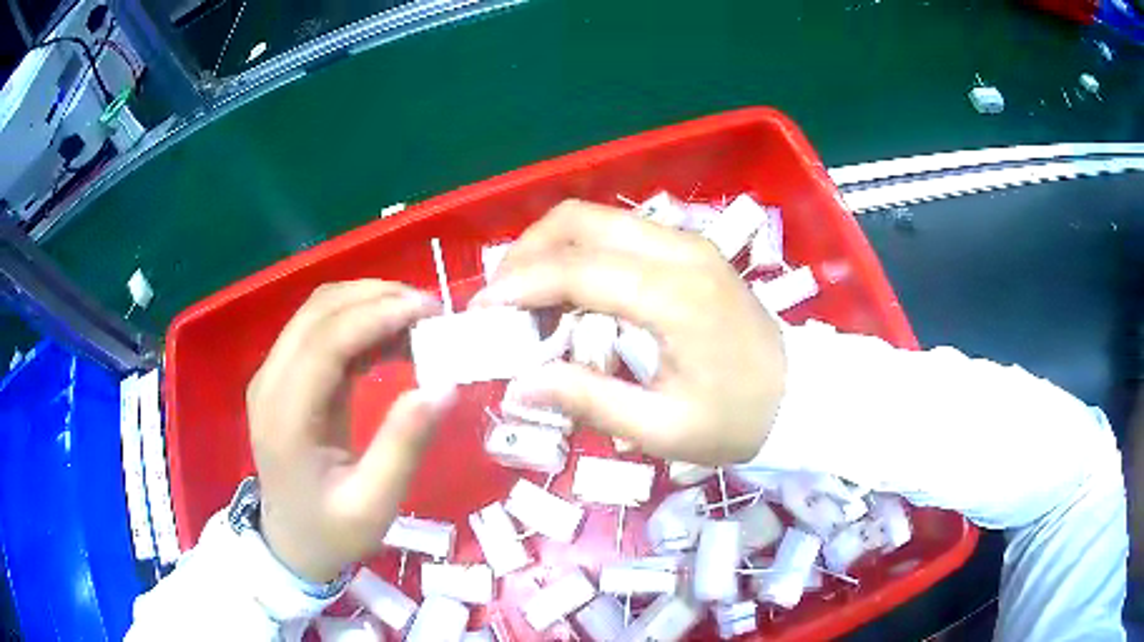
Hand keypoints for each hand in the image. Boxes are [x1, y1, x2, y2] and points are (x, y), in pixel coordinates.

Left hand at [246, 280, 453, 582]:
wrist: (290, 542)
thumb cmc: (331, 532)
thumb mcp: (374, 504)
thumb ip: (404, 446)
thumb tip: (444, 386)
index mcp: (284, 417)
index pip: (325, 341)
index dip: (376, 316)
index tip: (429, 312)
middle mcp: (271, 382)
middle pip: (318, 311)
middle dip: (376, 297)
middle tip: (432, 310)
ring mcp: (274, 375)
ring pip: (319, 312)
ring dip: (369, 303)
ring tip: (419, 320)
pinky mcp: (287, 377)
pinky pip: (323, 331)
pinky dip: (360, 323)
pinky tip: (394, 338)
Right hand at [471, 200, 785, 465]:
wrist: (801, 395)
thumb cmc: (738, 420)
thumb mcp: (662, 429)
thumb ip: (588, 401)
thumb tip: (519, 385)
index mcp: (675, 296)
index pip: (576, 270)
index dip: (519, 287)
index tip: (482, 312)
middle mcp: (679, 250)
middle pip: (580, 220)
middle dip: (526, 251)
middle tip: (501, 298)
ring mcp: (687, 242)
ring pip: (598, 218)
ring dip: (551, 247)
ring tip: (527, 295)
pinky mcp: (690, 248)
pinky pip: (619, 231)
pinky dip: (581, 251)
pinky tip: (570, 290)